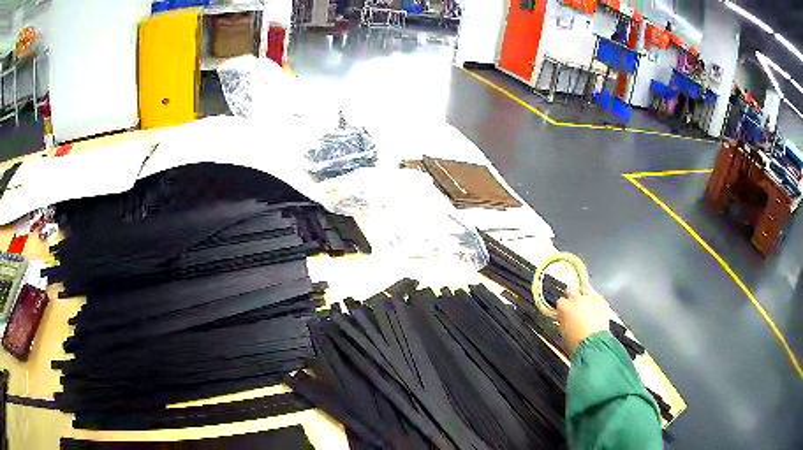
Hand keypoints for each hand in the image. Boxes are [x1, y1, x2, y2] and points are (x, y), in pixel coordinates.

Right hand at [556, 291, 609, 356]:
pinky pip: (598, 300)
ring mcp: (589, 299)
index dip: (563, 310)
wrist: (592, 342)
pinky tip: (597, 315)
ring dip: (586, 304)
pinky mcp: (600, 301)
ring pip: (586, 297)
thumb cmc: (576, 341)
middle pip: (573, 296)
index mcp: (563, 306)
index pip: (560, 302)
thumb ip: (562, 322)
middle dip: (575, 304)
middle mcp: (575, 299)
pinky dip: (597, 306)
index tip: (565, 315)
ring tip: (589, 316)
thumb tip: (564, 321)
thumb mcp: (563, 332)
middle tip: (577, 315)